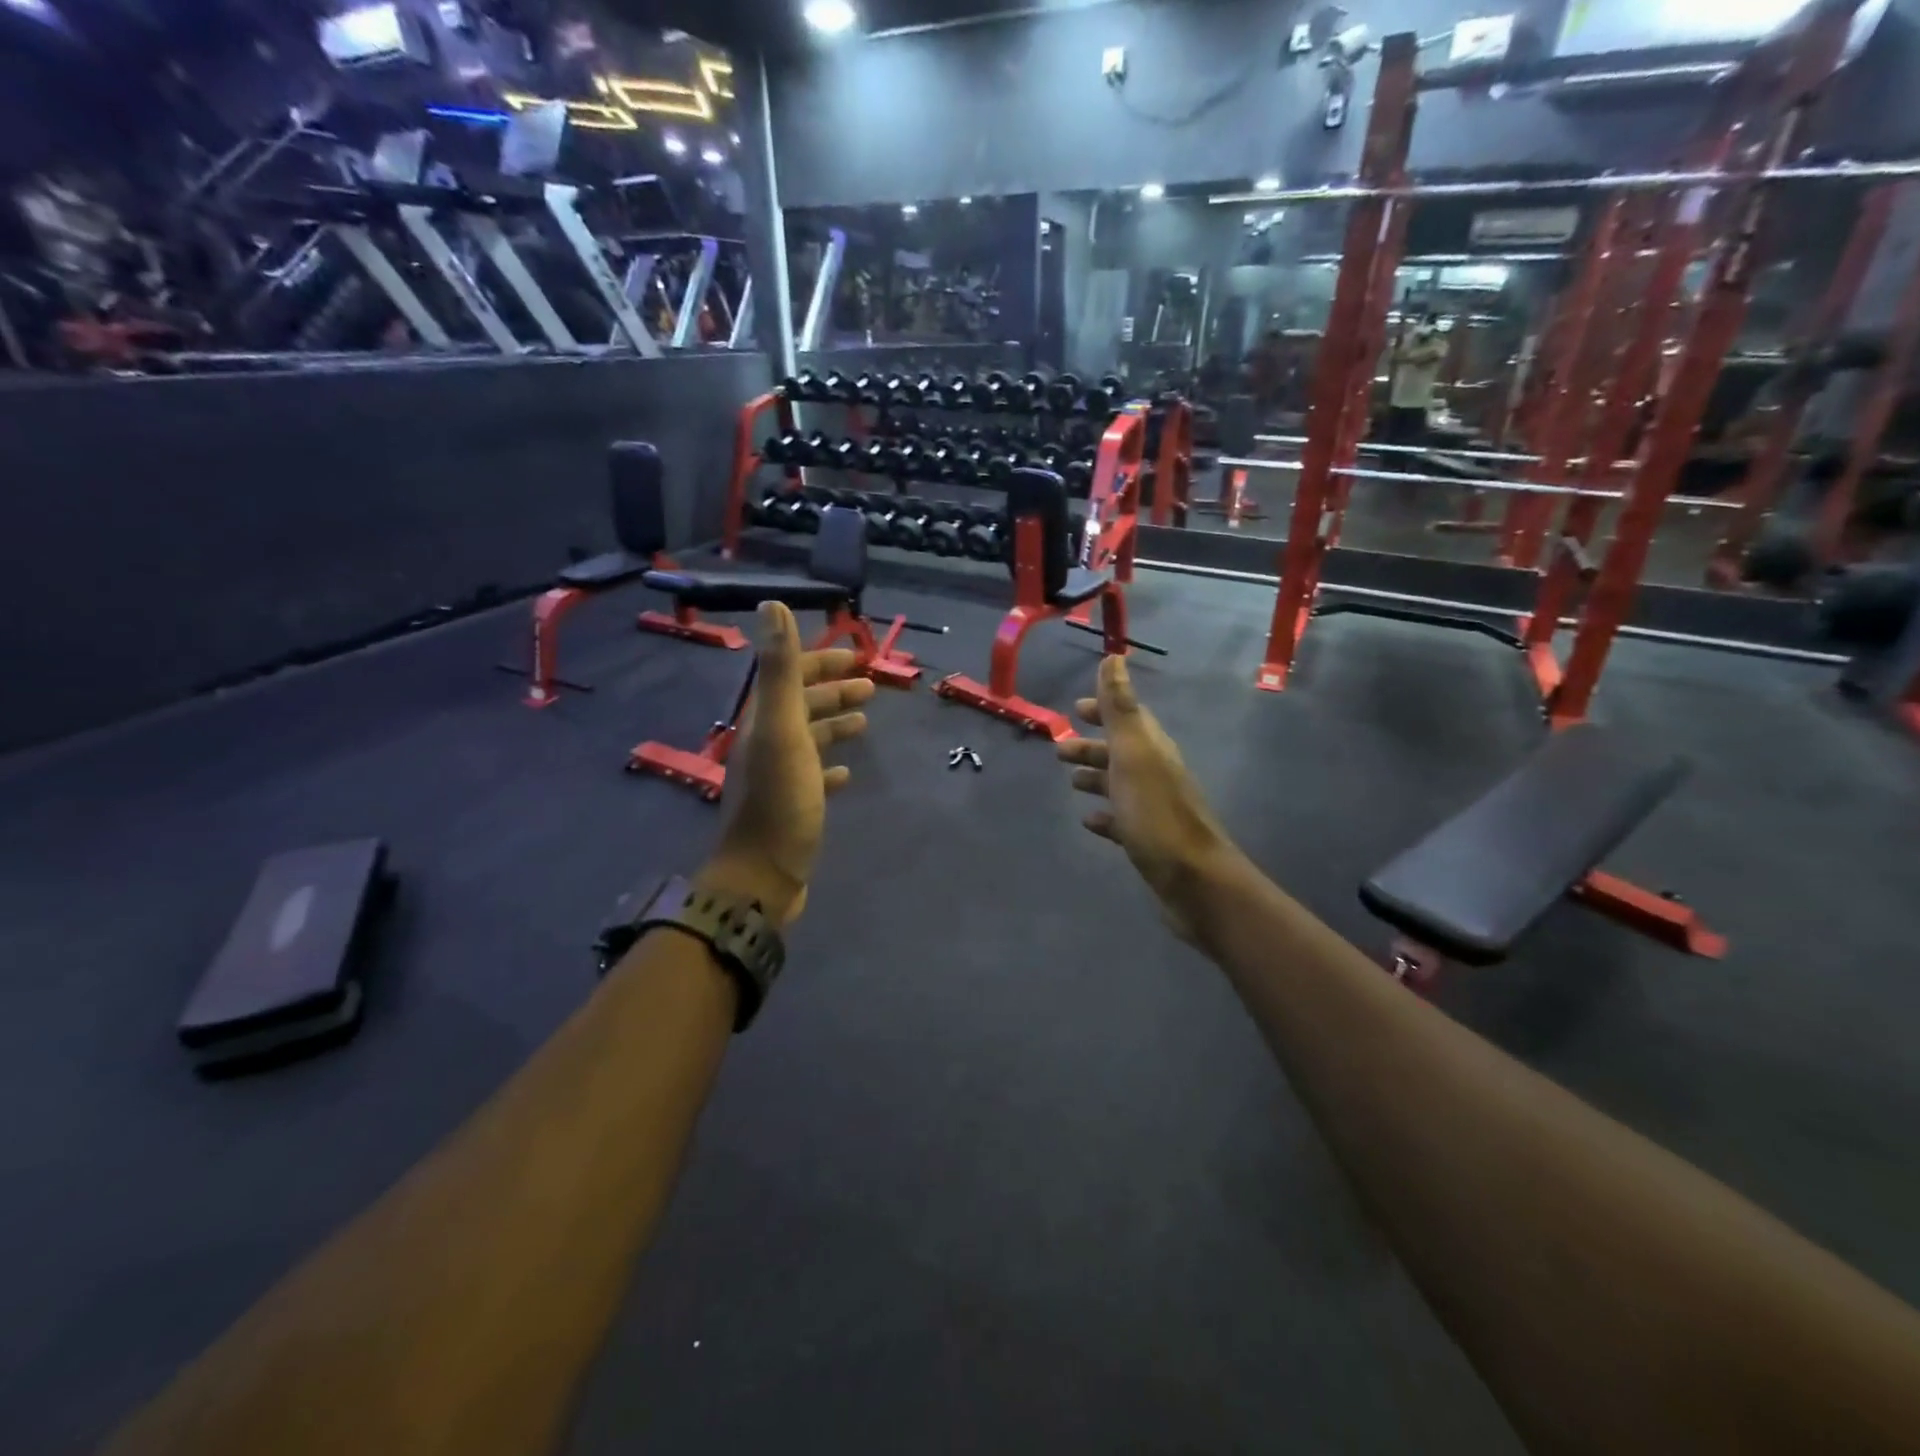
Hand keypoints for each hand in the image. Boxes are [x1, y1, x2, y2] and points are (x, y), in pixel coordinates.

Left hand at [701, 602, 875, 924]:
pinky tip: (848, 773)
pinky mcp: (790, 808)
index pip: (788, 677)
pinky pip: (813, 777)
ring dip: (834, 725)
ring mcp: (777, 778)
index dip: (818, 662)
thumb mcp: (782, 730)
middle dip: (832, 692)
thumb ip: (780, 670)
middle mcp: (766, 744)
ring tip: (865, 724)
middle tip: (869, 688)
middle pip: (800, 707)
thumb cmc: (779, 801)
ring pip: (808, 740)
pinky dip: (830, 767)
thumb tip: (773, 604)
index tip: (855, 657)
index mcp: (763, 722)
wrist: (762, 877)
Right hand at [1057, 655, 1234, 942]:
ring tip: (1070, 782)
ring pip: (1120, 785)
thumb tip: (1114, 657)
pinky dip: (1105, 816)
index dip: (1102, 709)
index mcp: (1151, 749)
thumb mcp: (1133, 755)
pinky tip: (1089, 822)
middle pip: (1120, 751)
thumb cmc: (1156, 814)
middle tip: (1060, 749)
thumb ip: (1120, 708)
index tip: (1075, 707)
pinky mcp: (1149, 840)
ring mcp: (1153, 809)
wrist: (1193, 880)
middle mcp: (1155, 773)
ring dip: (1096, 778)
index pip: (1126, 718)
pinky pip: (1122, 820)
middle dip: (1092, 746)